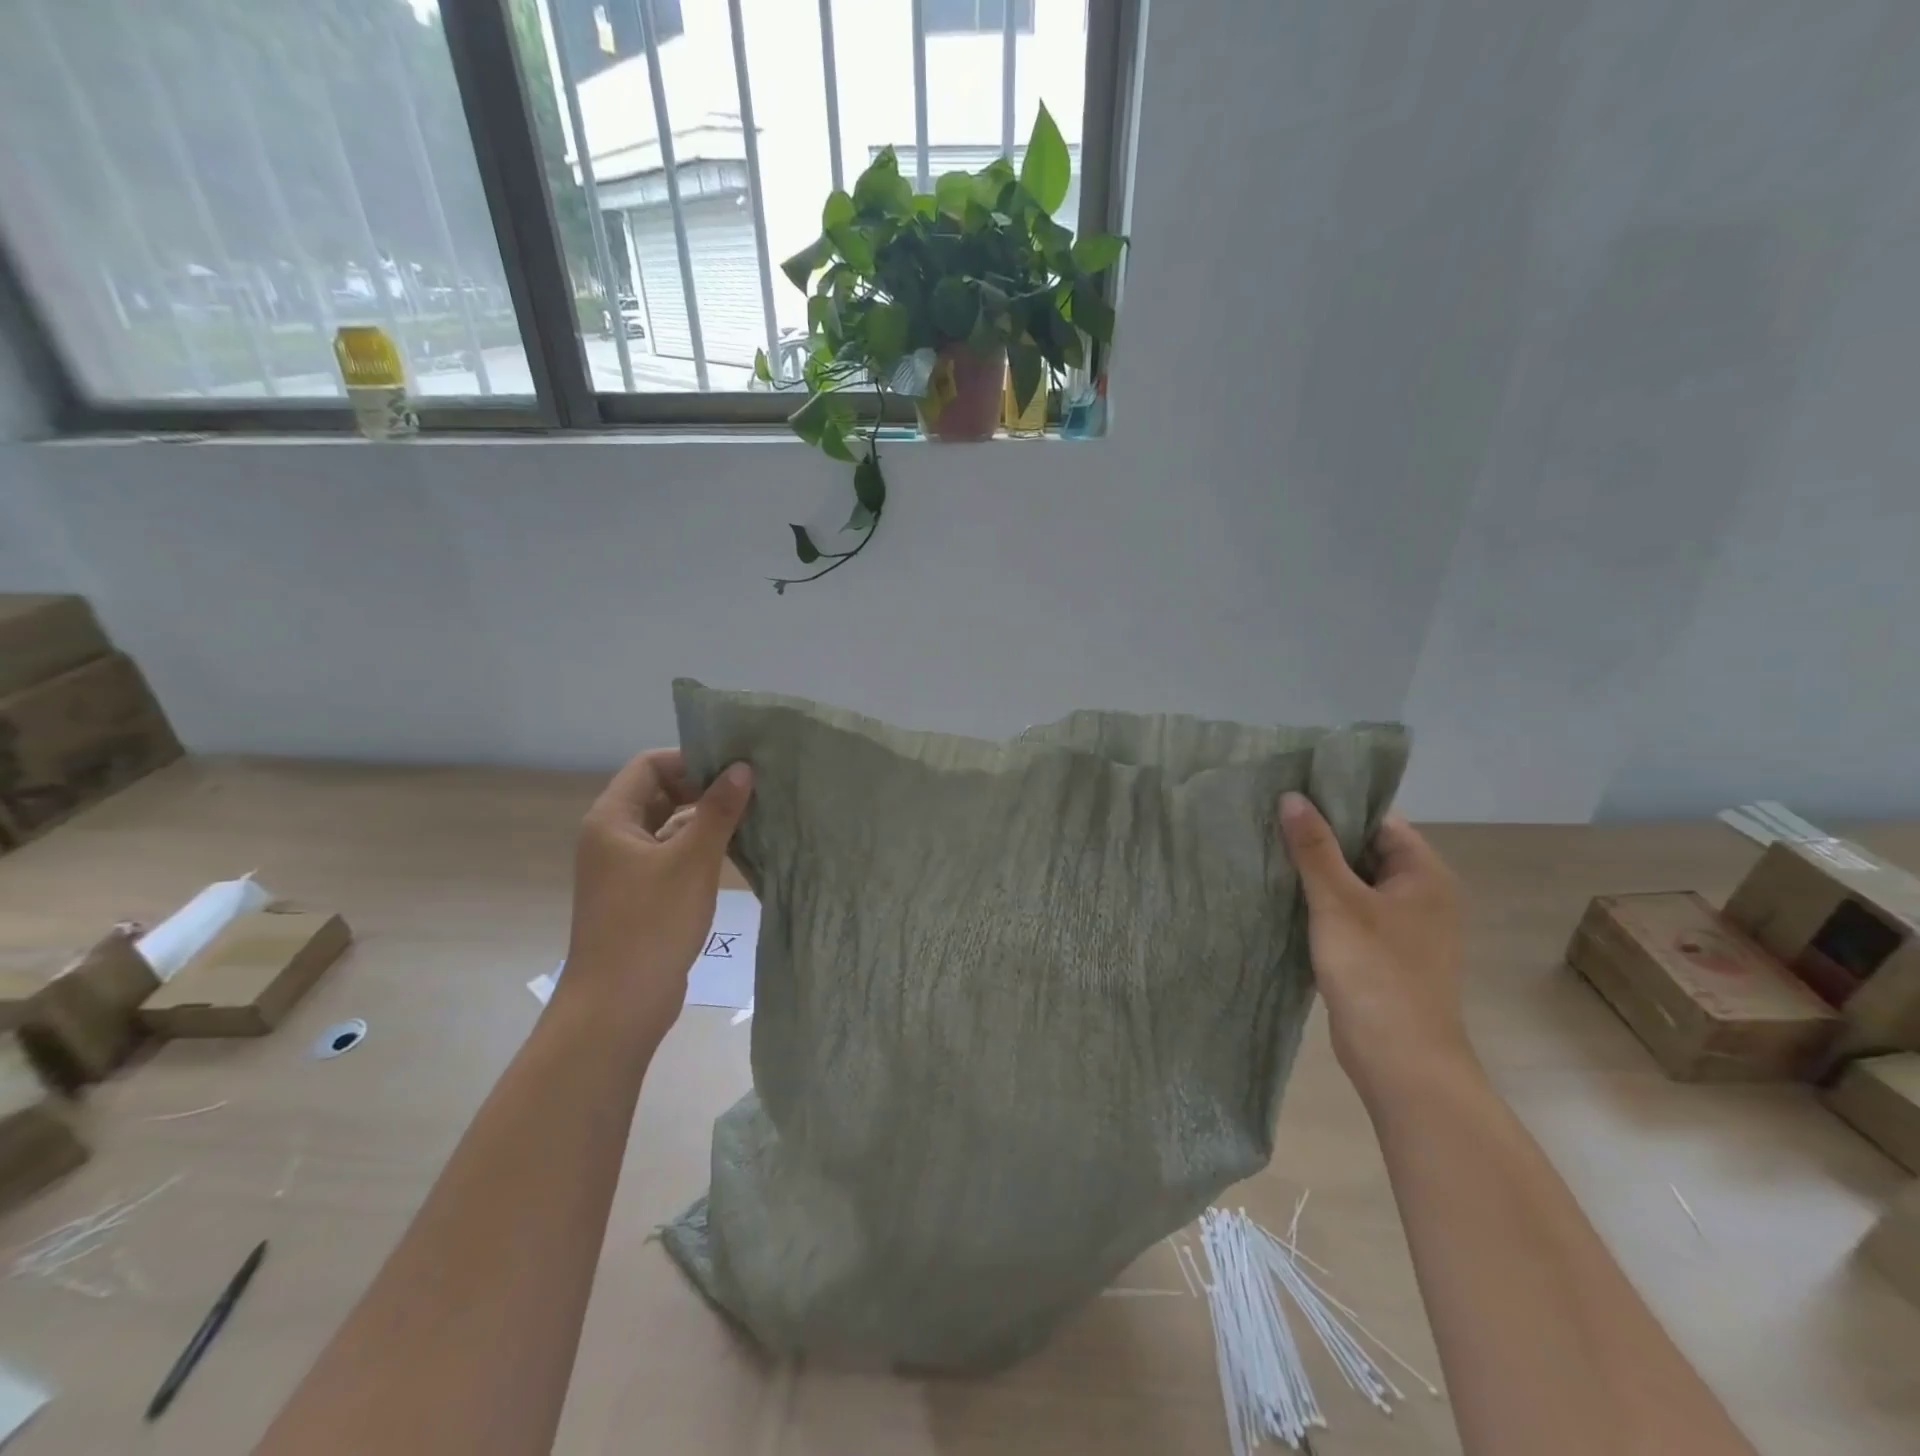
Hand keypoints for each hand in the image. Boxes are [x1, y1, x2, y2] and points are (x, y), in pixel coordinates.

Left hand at [559, 749, 752, 1041]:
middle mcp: (612, 837)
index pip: (650, 765)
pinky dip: (698, 848)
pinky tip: (733, 853)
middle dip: (703, 788)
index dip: (691, 760)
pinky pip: (671, 855)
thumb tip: (742, 768)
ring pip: (668, 825)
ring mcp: (624, 868)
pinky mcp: (639, 895)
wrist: (618, 1005)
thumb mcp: (692, 861)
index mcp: (612, 819)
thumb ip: (718, 811)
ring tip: (750, 817)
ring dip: (704, 819)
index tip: (734, 769)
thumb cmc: (651, 924)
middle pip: (659, 792)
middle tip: (750, 790)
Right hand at [1279, 792, 1475, 1103]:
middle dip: (1319, 838)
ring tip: (1267, 852)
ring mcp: (1402, 926)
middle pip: (1365, 849)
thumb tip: (1292, 797)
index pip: (1378, 820)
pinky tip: (1282, 896)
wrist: (1400, 1060)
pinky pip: (1349, 912)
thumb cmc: (1376, 972)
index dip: (1335, 805)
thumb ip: (1314, 848)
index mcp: (1424, 874)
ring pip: (1353, 882)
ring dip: (1316, 871)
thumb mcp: (1338, 902)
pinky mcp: (1382, 952)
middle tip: (1269, 820)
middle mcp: (1420, 894)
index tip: (1290, 795)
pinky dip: (1320, 902)